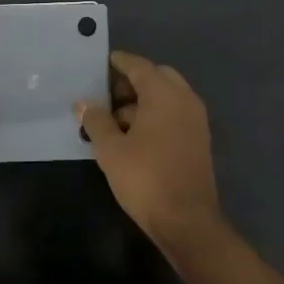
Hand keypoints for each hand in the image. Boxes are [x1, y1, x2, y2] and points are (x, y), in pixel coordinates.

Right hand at [78, 51, 221, 246]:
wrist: (187, 221)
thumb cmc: (145, 178)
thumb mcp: (111, 150)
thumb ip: (96, 121)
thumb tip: (83, 103)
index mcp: (164, 94)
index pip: (139, 66)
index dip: (120, 62)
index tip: (103, 61)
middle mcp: (185, 99)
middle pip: (157, 77)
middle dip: (132, 82)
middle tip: (107, 95)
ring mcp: (196, 120)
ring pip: (167, 97)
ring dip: (143, 100)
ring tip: (115, 119)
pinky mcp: (199, 139)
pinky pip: (175, 113)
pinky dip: (156, 114)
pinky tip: (135, 135)